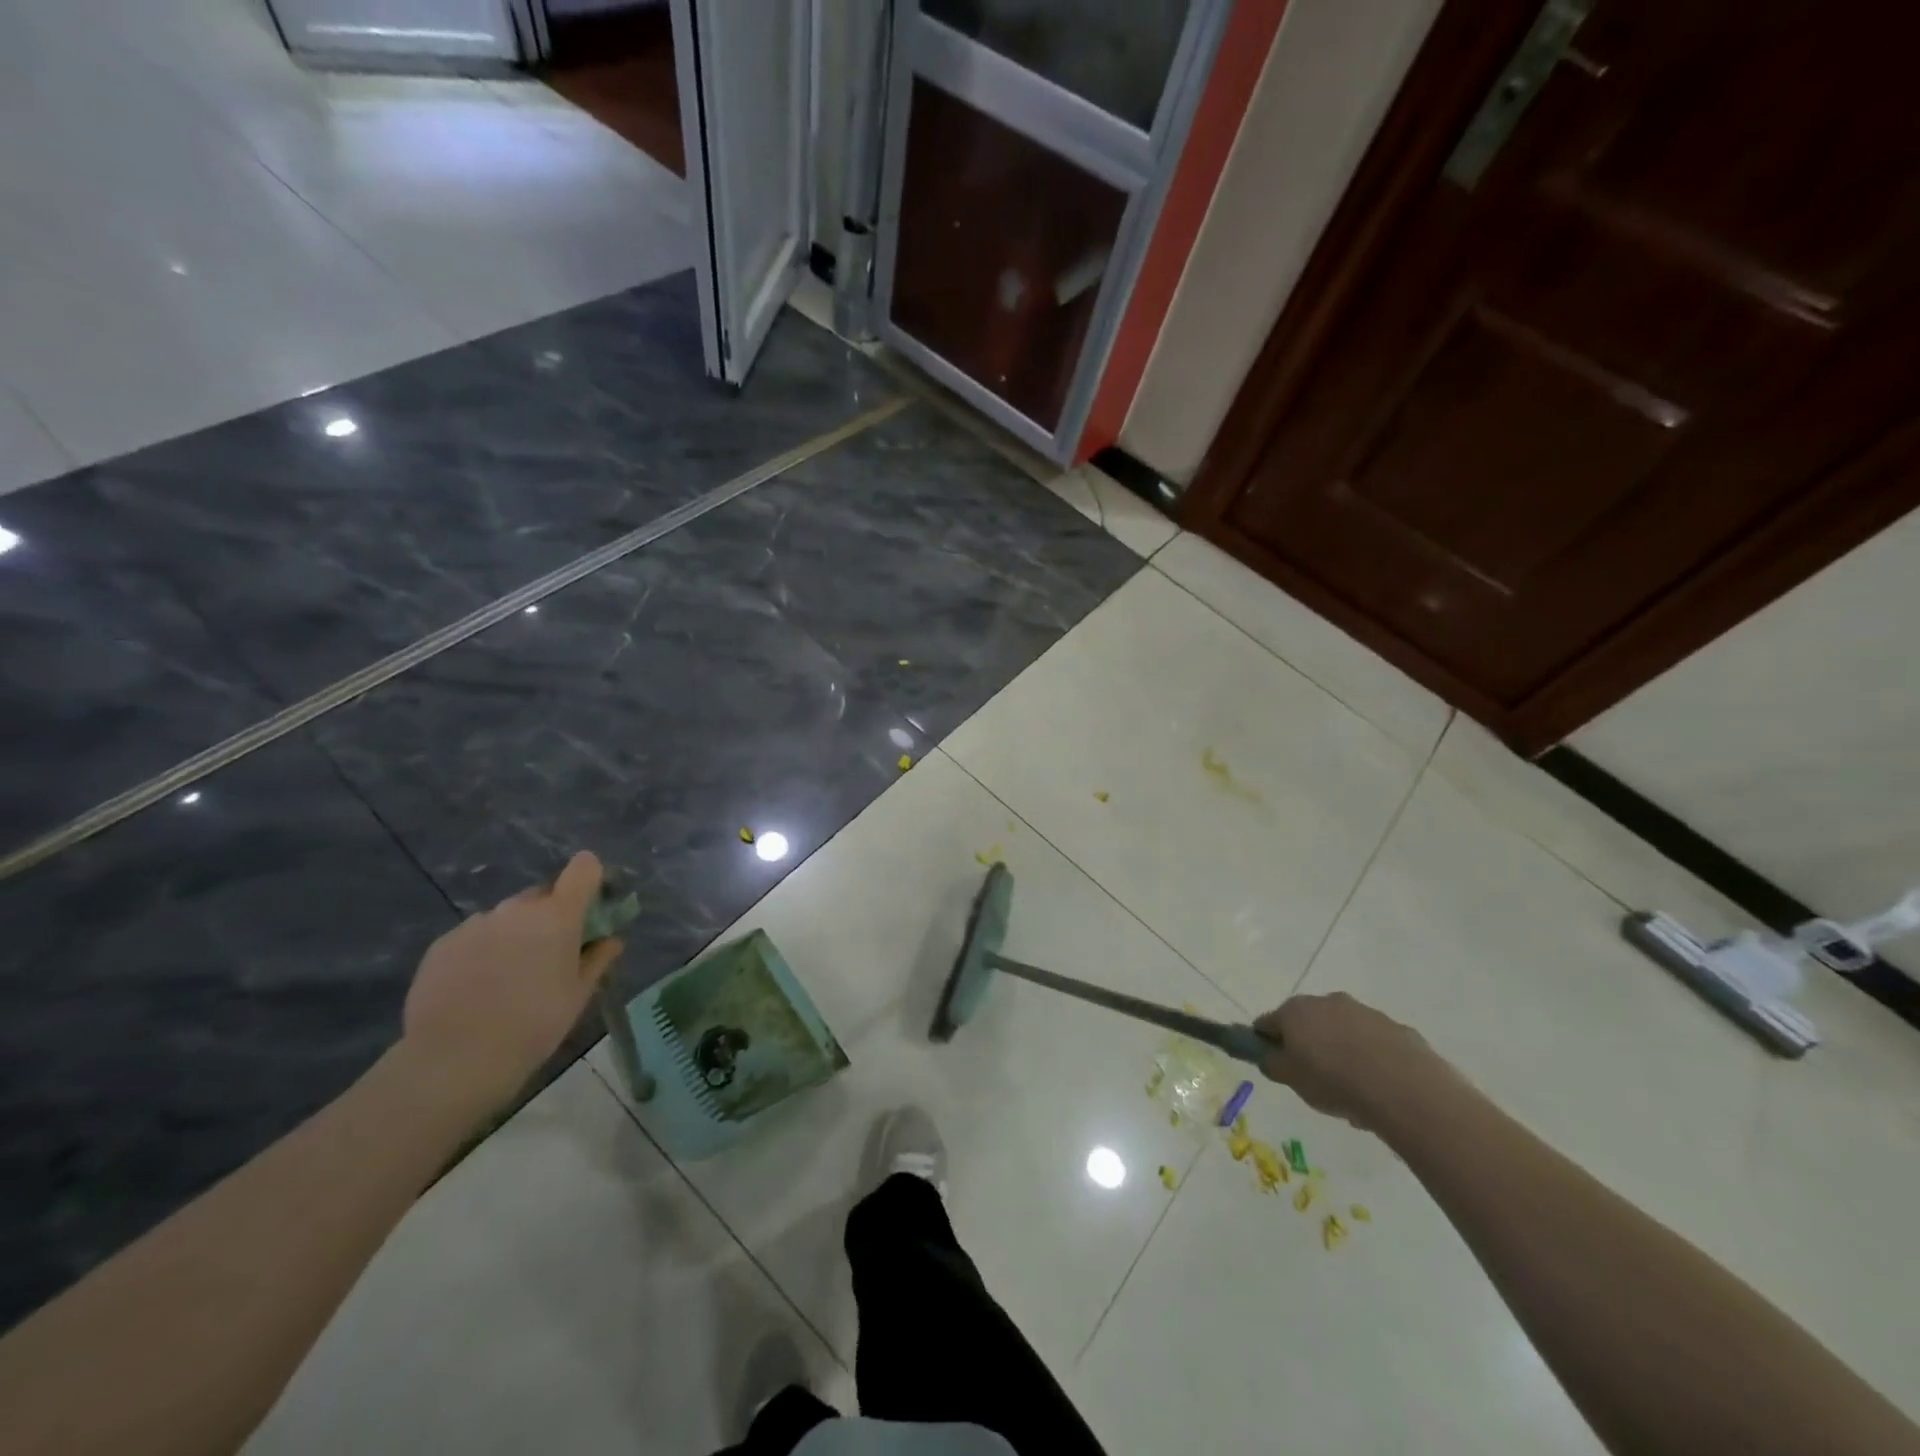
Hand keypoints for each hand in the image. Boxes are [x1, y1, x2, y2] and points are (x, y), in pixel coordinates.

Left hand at [400, 852, 623, 1113]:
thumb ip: (597, 960)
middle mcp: (516, 909)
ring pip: (507, 917)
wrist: (453, 1060)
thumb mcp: (578, 996)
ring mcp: (476, 924)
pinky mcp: (442, 944)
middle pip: (543, 895)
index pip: (583, 868)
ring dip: (515, 934)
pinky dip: (483, 950)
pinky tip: (477, 988)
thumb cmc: (533, 1025)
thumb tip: (611, 940)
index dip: (591, 878)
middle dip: (551, 916)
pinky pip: (475, 936)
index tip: (593, 903)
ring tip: (509, 977)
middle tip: (550, 955)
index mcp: (557, 916)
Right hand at [1253, 992, 1443, 1133]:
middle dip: (1308, 1045)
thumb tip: (1269, 1056)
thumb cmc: (1334, 1081)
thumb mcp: (1291, 1080)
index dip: (1267, 1043)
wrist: (1404, 1089)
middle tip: (1314, 1078)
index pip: (1268, 1023)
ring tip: (1352, 1089)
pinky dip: (1371, 1058)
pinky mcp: (1396, 1028)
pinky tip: (1379, 1087)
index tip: (1276, 1065)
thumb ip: (1272, 1064)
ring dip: (1341, 1050)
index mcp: (1295, 1011)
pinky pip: (1374, 1043)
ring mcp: (1364, 1012)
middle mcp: (1327, 1002)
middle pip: (1308, 1023)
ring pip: (1343, 1031)